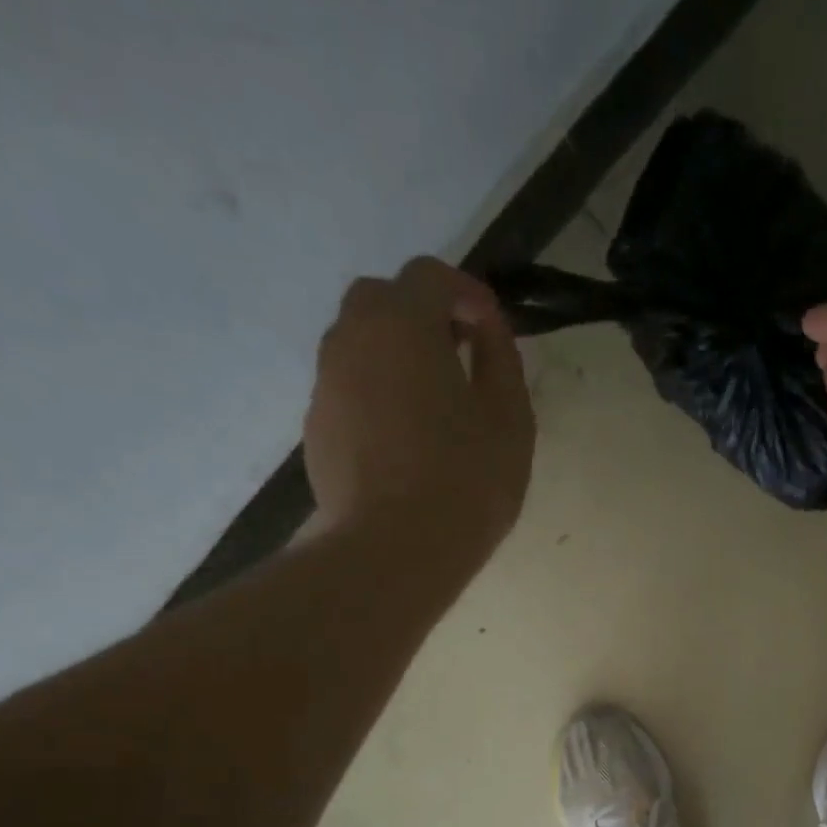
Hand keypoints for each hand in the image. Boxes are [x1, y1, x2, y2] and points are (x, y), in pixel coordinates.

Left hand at [304, 256, 534, 549]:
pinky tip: (406, 441)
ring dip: (397, 356)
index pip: (430, 276)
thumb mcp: (509, 419)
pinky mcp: (317, 427)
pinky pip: (350, 389)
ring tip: (434, 405)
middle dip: (423, 317)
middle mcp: (351, 338)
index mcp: (402, 324)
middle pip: (383, 300)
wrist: (392, 550)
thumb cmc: (465, 482)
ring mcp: (326, 384)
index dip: (467, 293)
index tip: (492, 328)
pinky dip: (377, 394)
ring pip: (360, 345)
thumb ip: (502, 359)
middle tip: (459, 359)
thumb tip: (487, 328)